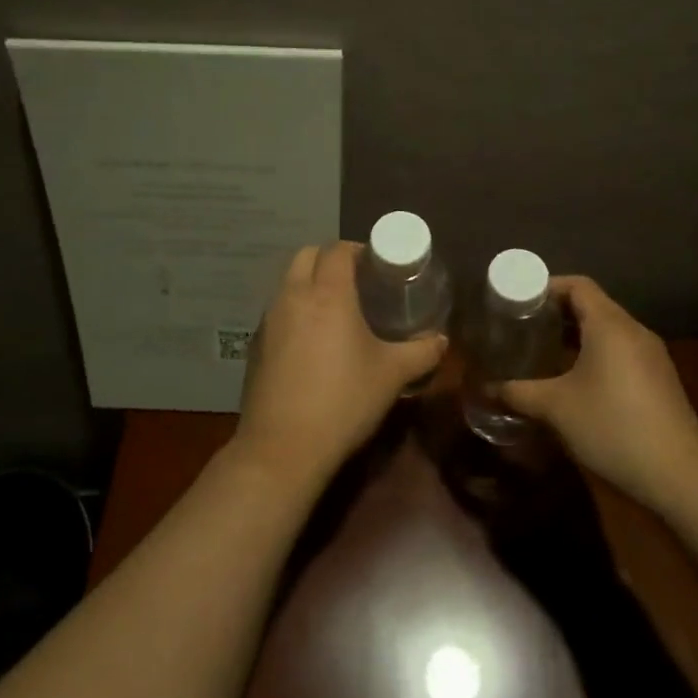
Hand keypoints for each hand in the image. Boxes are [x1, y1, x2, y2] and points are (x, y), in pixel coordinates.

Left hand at [233, 242, 446, 488]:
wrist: (283, 448)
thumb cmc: (343, 401)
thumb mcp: (391, 376)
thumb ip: (421, 352)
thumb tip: (441, 340)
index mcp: (327, 293)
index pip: (338, 249)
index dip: (358, 250)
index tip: (377, 266)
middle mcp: (293, 296)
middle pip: (306, 255)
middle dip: (330, 259)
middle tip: (357, 282)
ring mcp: (269, 320)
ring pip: (287, 282)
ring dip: (309, 283)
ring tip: (335, 310)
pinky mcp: (256, 345)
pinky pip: (277, 312)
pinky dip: (294, 311)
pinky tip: (311, 343)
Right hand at [498, 275, 697, 510]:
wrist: (681, 478)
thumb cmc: (613, 428)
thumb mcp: (556, 408)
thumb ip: (518, 392)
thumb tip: (487, 388)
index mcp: (609, 324)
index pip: (577, 285)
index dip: (546, 287)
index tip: (518, 301)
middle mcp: (634, 331)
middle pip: (592, 305)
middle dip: (556, 313)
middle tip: (523, 327)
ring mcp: (651, 356)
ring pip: (607, 330)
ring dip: (575, 335)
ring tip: (543, 352)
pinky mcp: (659, 380)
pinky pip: (620, 351)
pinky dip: (595, 353)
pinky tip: (576, 381)